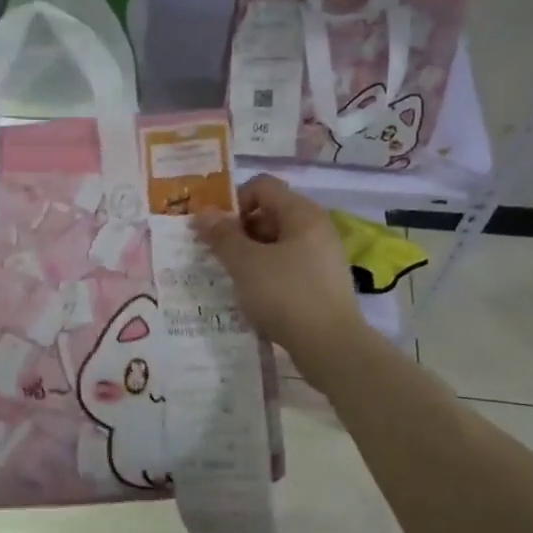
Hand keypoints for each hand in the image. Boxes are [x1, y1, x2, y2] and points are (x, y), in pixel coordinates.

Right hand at [194, 175, 364, 373]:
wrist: (329, 346)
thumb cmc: (285, 295)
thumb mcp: (245, 264)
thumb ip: (222, 236)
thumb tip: (203, 213)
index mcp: (302, 214)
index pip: (262, 187)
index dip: (234, 202)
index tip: (216, 231)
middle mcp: (316, 229)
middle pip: (269, 214)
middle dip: (239, 231)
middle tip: (217, 257)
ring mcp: (321, 257)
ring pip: (276, 244)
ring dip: (250, 256)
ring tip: (231, 279)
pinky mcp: (321, 284)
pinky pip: (286, 268)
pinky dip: (266, 275)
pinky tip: (253, 297)